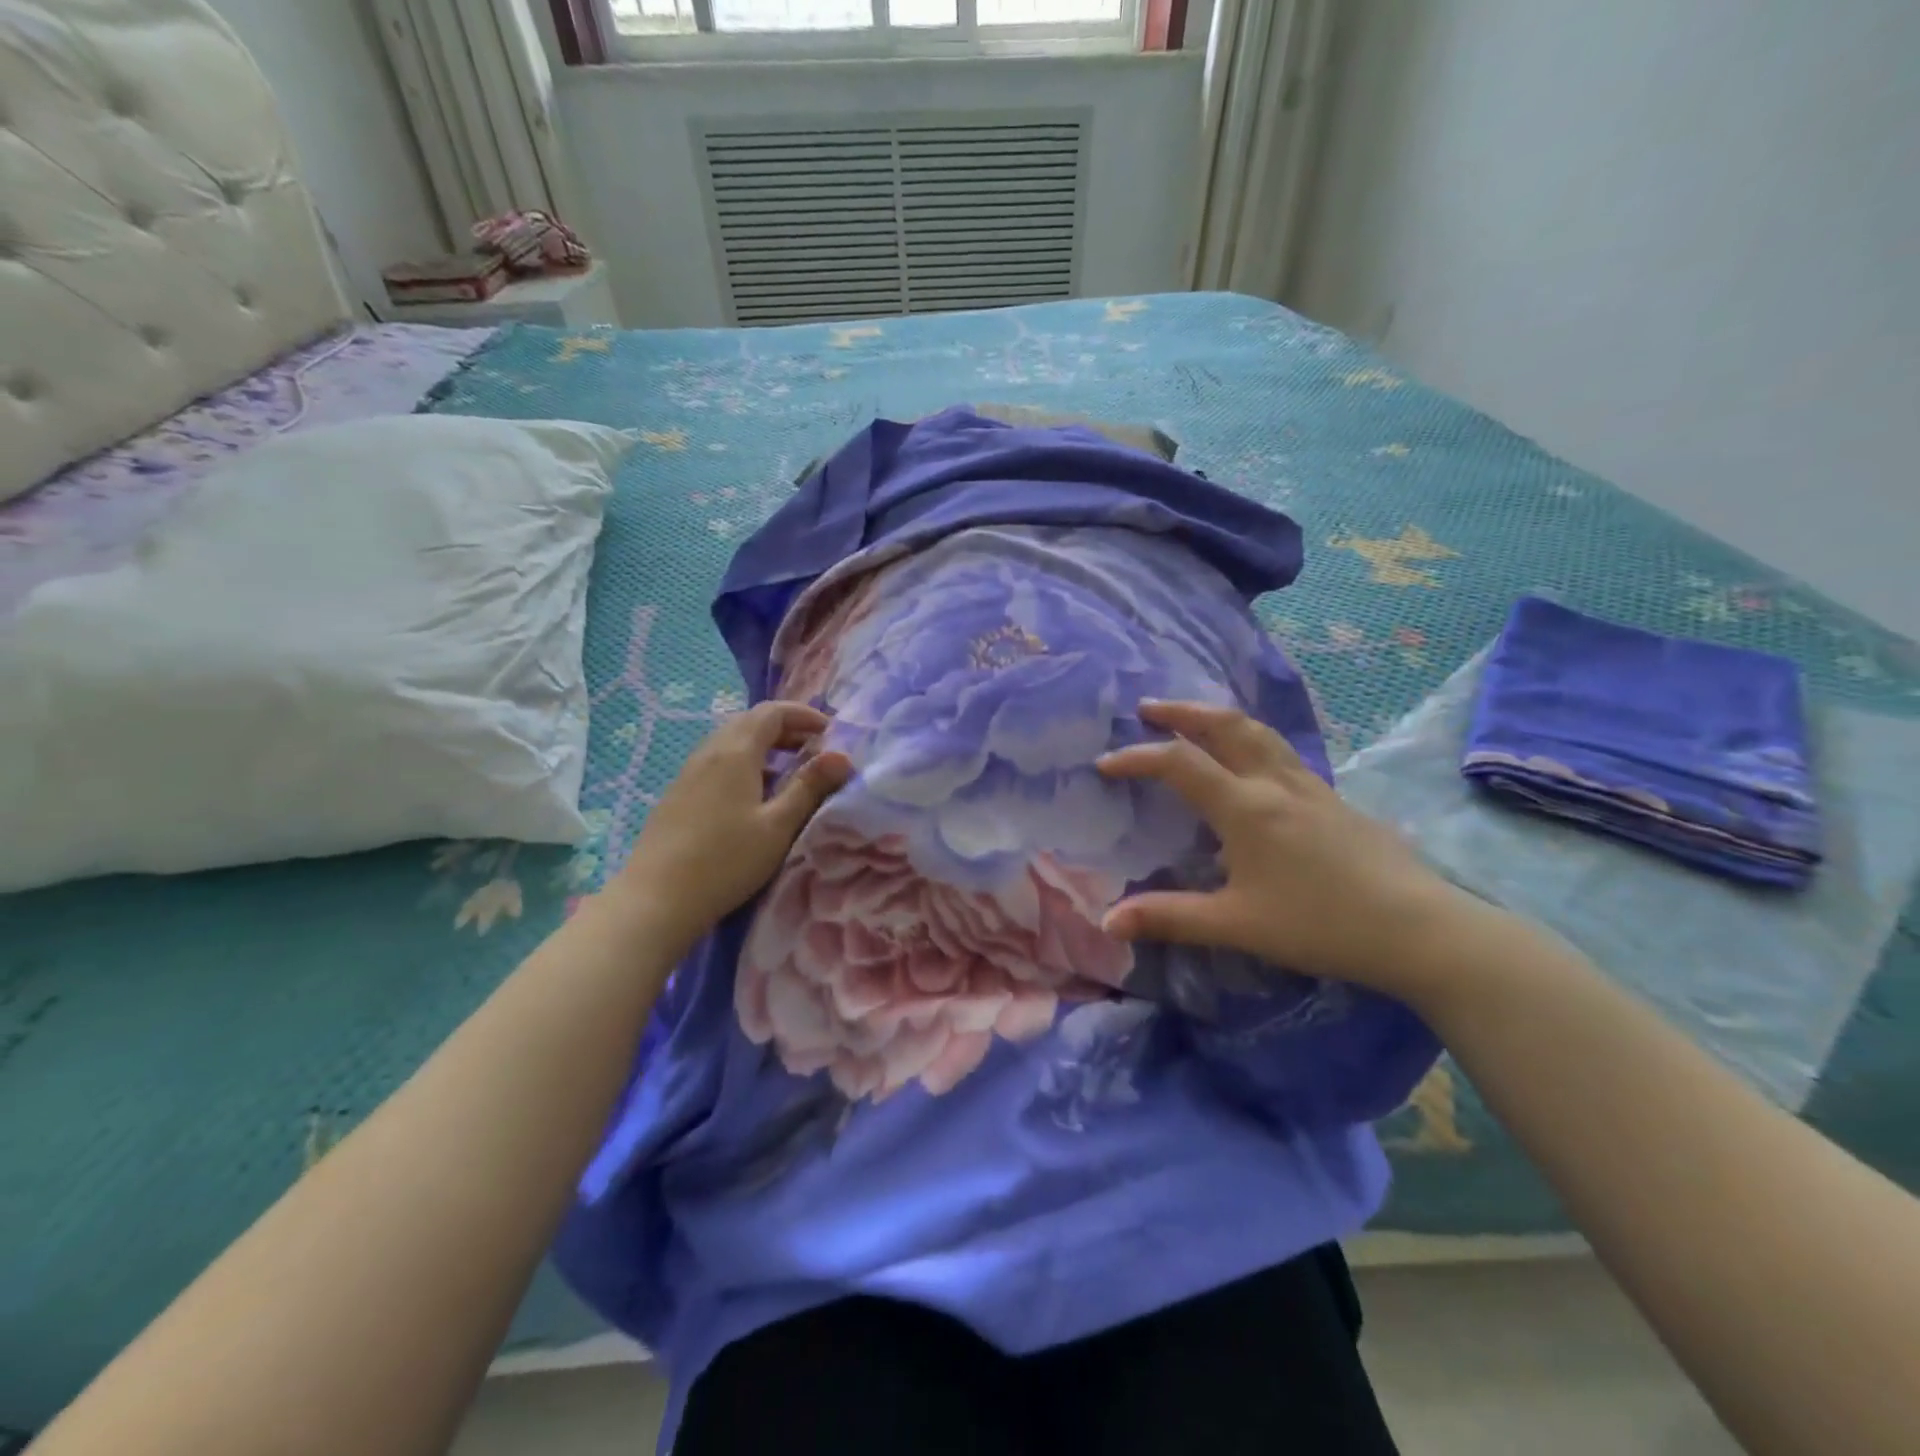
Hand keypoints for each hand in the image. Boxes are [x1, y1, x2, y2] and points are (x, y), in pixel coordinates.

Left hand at [610, 702, 851, 955]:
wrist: (657, 899)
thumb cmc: (726, 861)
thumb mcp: (778, 826)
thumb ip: (810, 787)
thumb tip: (842, 756)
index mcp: (735, 752)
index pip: (772, 712)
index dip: (804, 715)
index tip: (831, 732)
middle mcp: (709, 752)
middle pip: (750, 721)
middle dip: (786, 727)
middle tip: (814, 748)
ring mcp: (689, 772)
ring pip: (731, 741)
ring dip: (764, 745)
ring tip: (790, 770)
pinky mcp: (678, 793)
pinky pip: (717, 761)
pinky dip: (744, 762)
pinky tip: (754, 794)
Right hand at [1097, 701, 1475, 1001]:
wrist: (1418, 928)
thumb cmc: (1320, 923)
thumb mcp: (1236, 925)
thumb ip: (1169, 918)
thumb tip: (1108, 922)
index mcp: (1245, 807)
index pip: (1179, 763)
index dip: (1137, 757)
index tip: (1105, 764)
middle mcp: (1275, 783)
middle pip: (1225, 726)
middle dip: (1182, 711)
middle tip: (1148, 707)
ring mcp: (1310, 787)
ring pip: (1259, 733)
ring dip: (1218, 719)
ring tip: (1194, 719)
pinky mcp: (1334, 799)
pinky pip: (1282, 753)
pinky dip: (1251, 741)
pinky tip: (1252, 766)